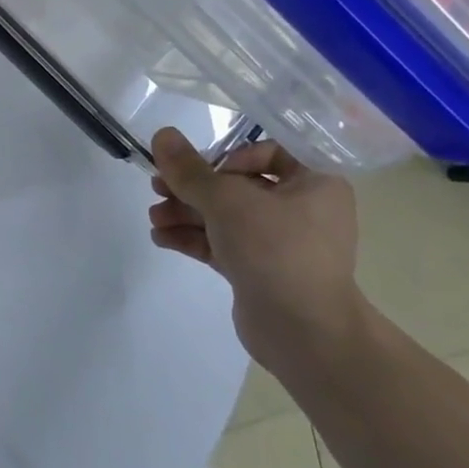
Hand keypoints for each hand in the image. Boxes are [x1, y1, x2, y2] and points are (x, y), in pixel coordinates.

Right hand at [149, 128, 366, 375]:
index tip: (205, 171)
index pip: (270, 152)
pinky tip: (161, 238)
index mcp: (314, 184)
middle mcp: (302, 210)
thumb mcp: (225, 200)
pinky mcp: (260, 271)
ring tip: (154, 217)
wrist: (304, 333)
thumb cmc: (275, 249)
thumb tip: (161, 134)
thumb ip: (189, 169)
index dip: (232, 156)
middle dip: (192, 188)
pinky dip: (194, 238)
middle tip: (157, 188)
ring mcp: (280, 244)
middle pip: (237, 185)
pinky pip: (222, 244)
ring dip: (186, 213)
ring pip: (225, 216)